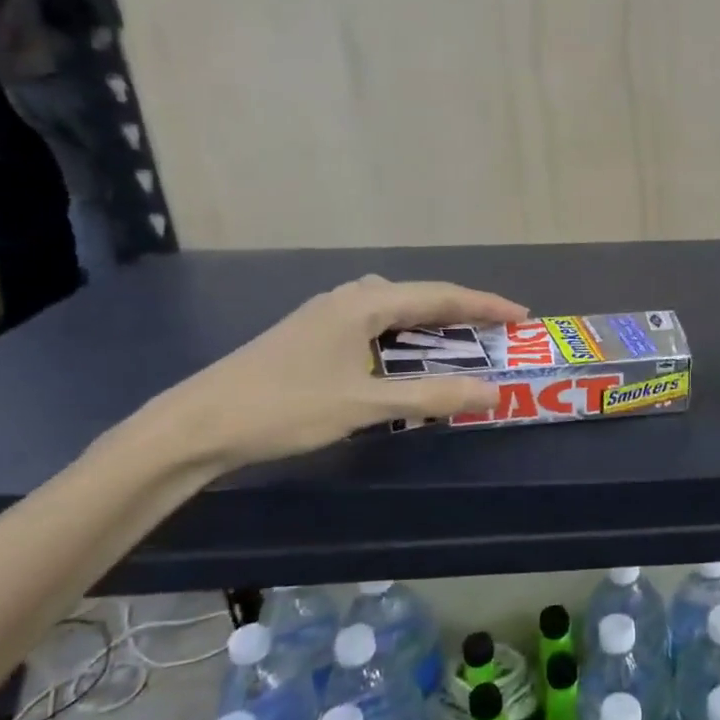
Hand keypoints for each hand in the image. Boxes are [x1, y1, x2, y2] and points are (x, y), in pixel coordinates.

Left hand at [162, 275, 527, 471]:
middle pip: (419, 297)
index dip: (485, 304)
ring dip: (431, 325)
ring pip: (394, 310)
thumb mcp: (365, 404)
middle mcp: (348, 298)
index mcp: (364, 303)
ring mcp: (326, 315)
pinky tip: (404, 357)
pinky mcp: (312, 335)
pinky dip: (403, 337)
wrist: (198, 424)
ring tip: (461, 344)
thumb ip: (432, 396)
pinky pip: (374, 324)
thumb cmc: (286, 408)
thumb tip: (492, 392)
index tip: (521, 315)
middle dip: (462, 313)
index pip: (440, 295)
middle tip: (496, 333)